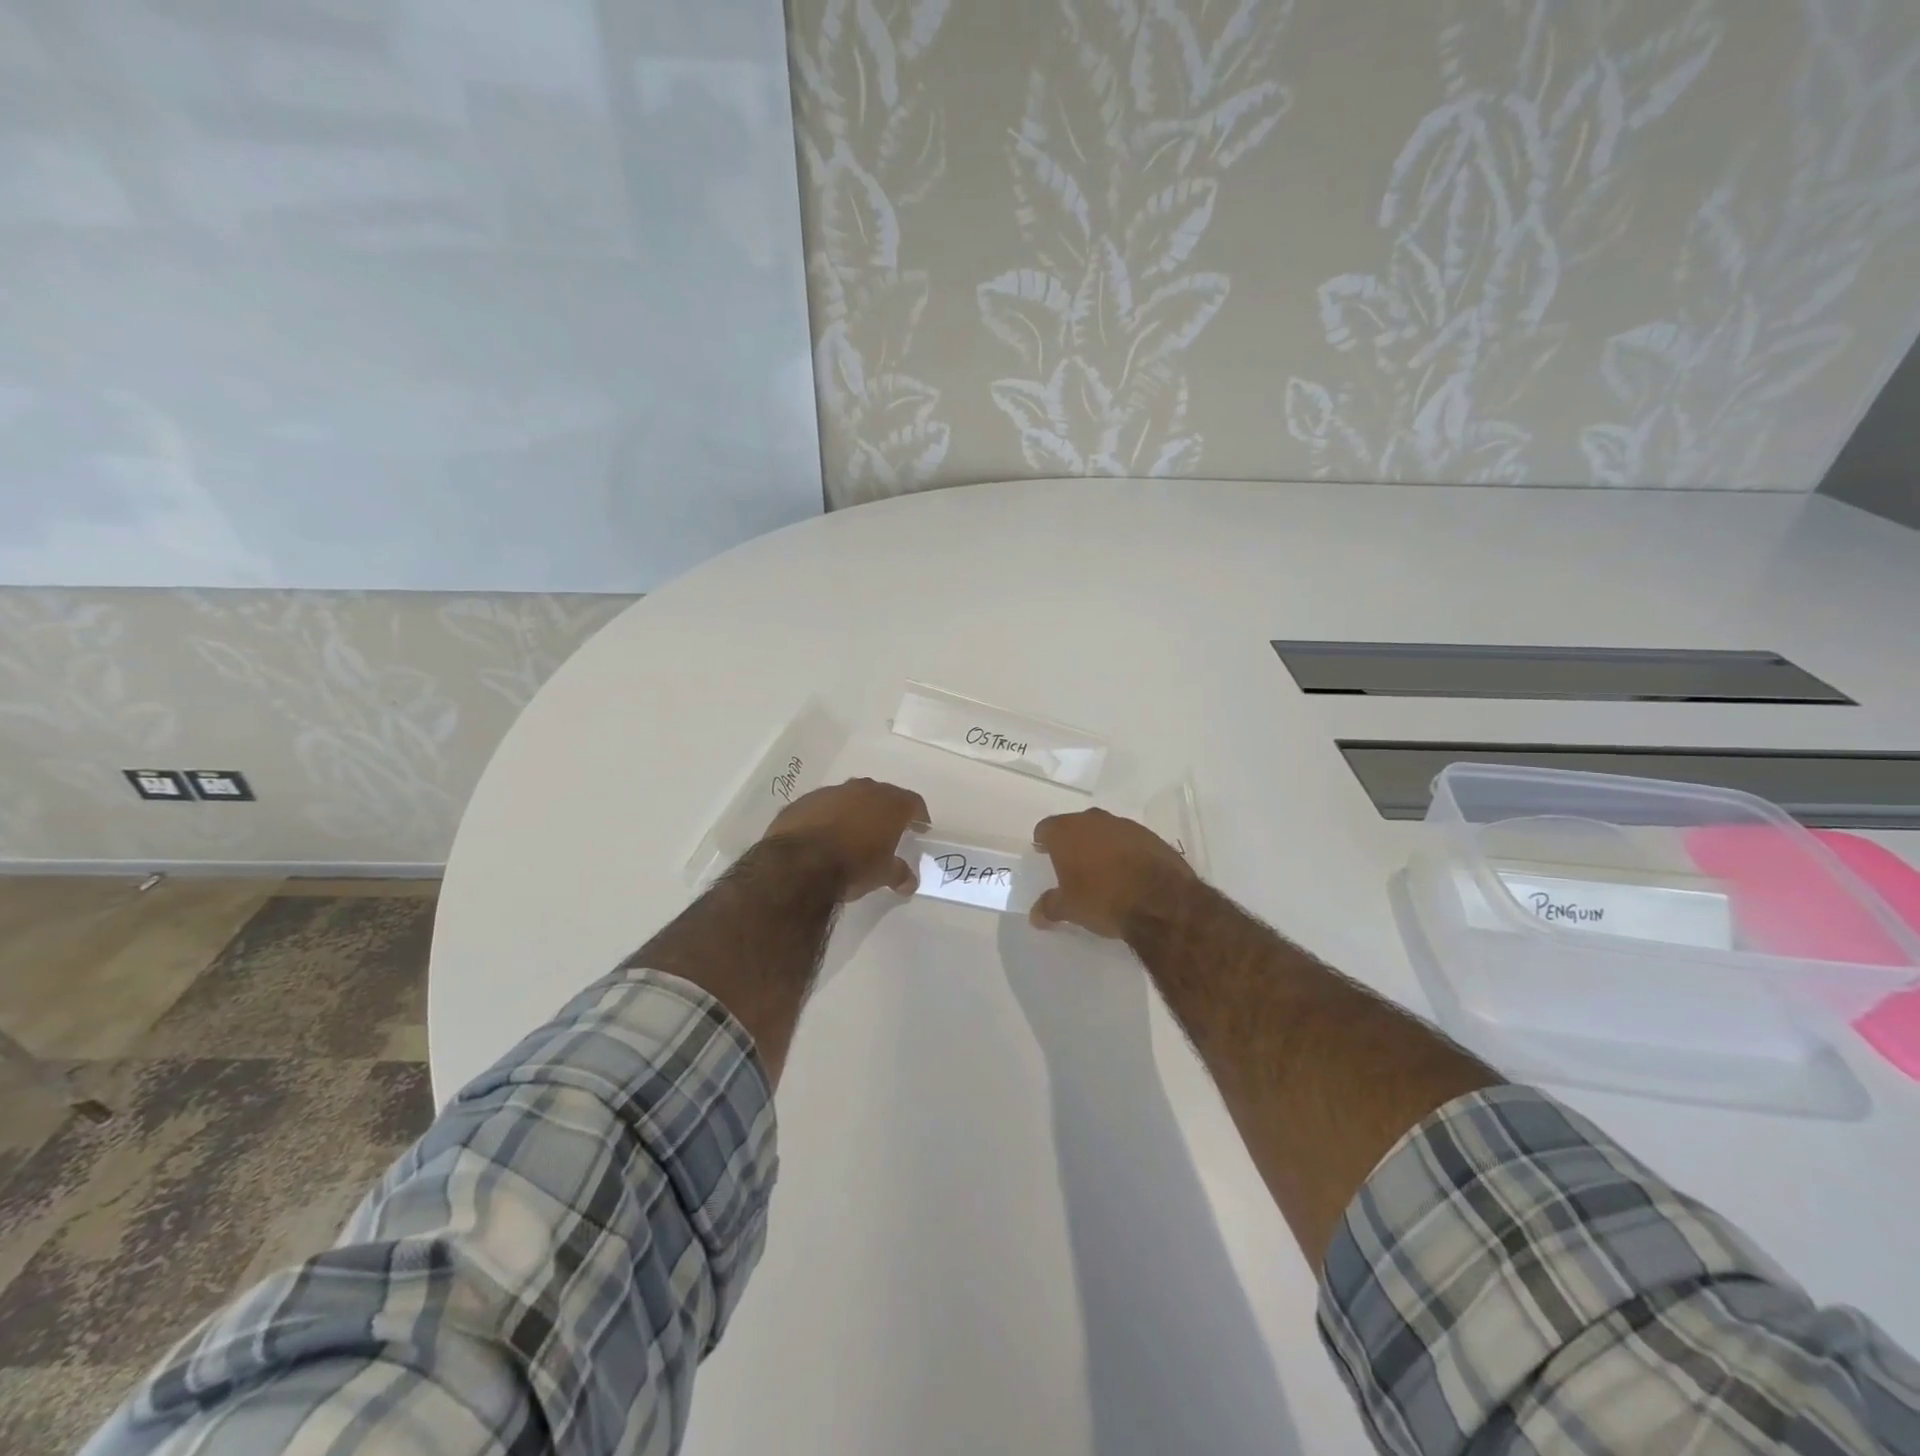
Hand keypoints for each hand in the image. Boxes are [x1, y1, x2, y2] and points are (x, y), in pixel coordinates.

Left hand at [763, 777, 930, 900]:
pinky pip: (823, 807)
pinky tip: (823, 836)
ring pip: (850, 798)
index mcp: (889, 804)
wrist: (798, 864)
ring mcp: (831, 792)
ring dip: (855, 812)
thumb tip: (909, 881)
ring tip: (853, 834)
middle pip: (882, 795)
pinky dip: (828, 817)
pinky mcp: (803, 801)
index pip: (913, 803)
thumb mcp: (882, 875)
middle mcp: (863, 790)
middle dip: (886, 811)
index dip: (919, 816)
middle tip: (888, 830)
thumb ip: (899, 873)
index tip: (921, 828)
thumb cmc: (852, 866)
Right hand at [1030, 808, 1196, 938]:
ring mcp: (1125, 825)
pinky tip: (1128, 873)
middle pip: (1075, 825)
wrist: (1161, 901)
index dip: (1043, 841)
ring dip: (1100, 845)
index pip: (1046, 828)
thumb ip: (1049, 907)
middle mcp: (1093, 820)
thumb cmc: (1103, 899)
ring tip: (1101, 870)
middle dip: (1072, 842)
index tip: (1043, 854)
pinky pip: (1129, 840)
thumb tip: (1036, 915)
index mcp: (1066, 831)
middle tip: (1071, 864)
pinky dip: (1125, 851)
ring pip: (1104, 831)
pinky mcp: (1151, 835)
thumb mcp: (1069, 909)